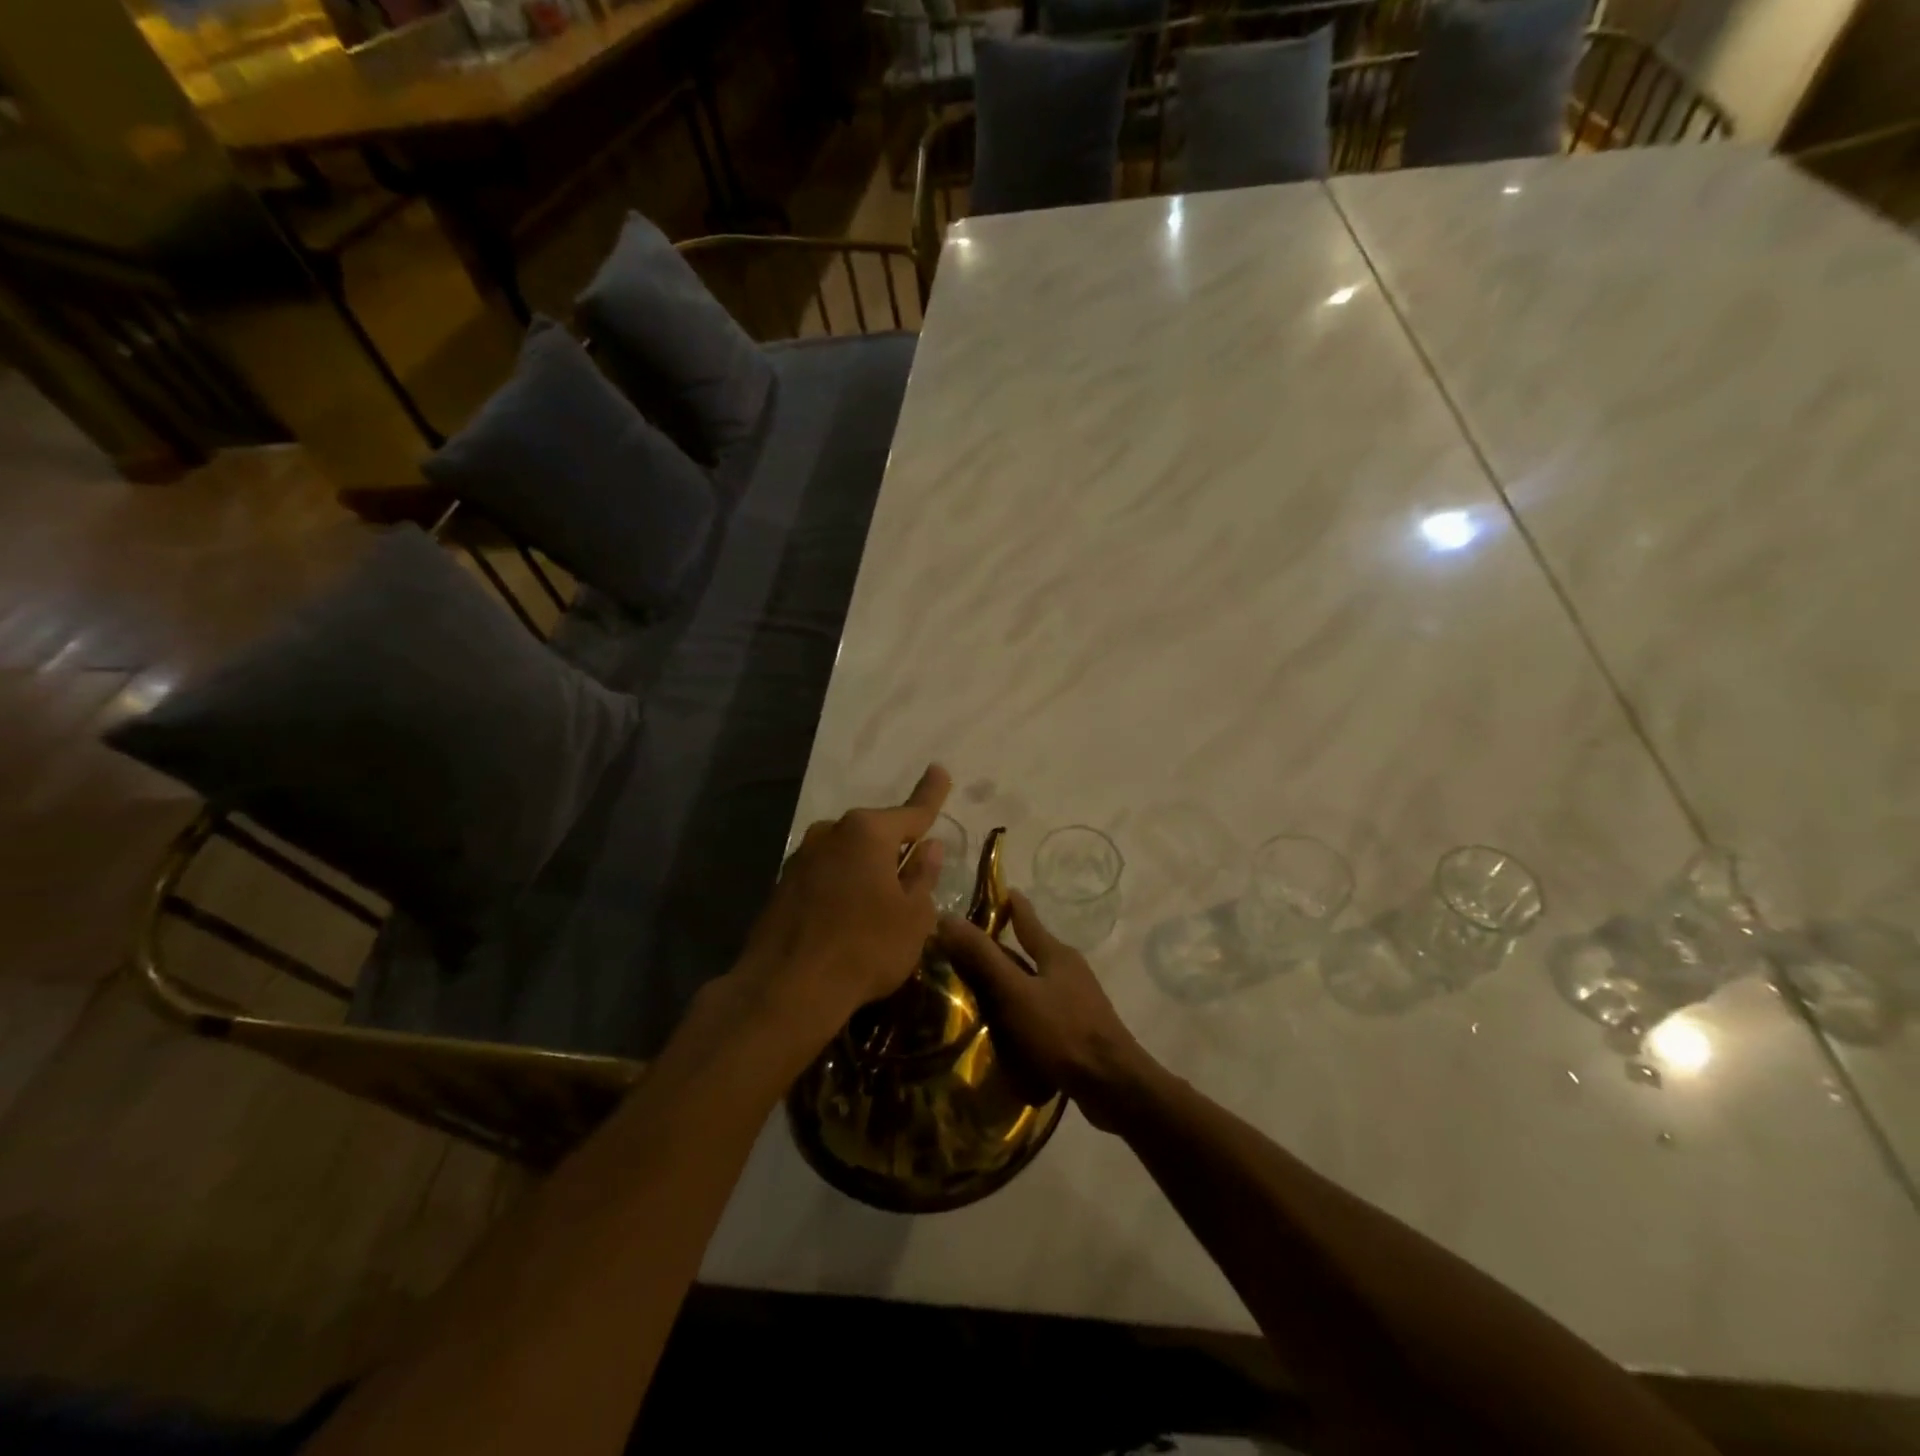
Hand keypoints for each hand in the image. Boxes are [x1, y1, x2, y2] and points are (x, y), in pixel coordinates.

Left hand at [733, 765, 951, 1048]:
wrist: (786, 989)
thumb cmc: (865, 948)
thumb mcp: (913, 917)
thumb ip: (923, 876)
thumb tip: (929, 848)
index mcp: (868, 832)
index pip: (912, 811)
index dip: (931, 794)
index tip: (940, 769)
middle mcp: (831, 832)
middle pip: (875, 833)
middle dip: (895, 846)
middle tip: (913, 871)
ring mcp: (802, 857)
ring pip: (848, 854)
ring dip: (866, 868)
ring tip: (879, 904)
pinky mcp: (783, 884)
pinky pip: (826, 874)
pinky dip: (842, 886)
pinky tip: (847, 918)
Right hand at [936, 891, 1154, 1131]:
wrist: (1113, 1085)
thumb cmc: (1062, 1031)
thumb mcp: (1015, 992)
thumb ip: (983, 957)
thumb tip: (948, 917)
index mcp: (1055, 953)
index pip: (1025, 917)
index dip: (1006, 903)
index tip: (986, 893)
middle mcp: (1068, 970)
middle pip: (1029, 951)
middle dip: (999, 949)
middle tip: (962, 950)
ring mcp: (1076, 1000)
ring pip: (1034, 982)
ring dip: (1008, 983)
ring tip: (974, 990)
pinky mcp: (1077, 1029)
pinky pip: (1040, 1010)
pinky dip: (1019, 1010)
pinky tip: (1002, 1026)